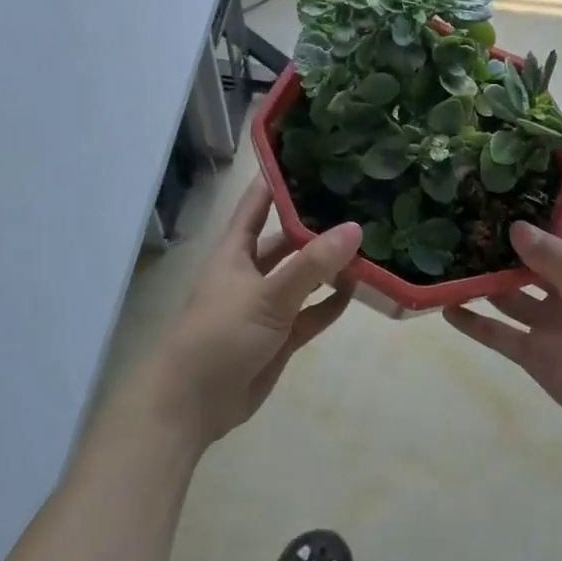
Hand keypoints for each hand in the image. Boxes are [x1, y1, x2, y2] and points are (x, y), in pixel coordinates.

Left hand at [138, 179, 361, 448]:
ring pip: (303, 277)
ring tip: (369, 244)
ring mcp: (267, 305)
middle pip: (287, 240)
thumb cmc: (219, 336)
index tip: (314, 156)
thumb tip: (354, 228)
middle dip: (317, 224)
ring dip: (330, 266)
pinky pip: (311, 313)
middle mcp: (251, 272)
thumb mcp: (267, 296)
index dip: (280, 180)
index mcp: (236, 251)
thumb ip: (311, 265)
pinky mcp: (280, 336)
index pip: (258, 204)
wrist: (192, 404)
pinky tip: (357, 291)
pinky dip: (331, 304)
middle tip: (359, 202)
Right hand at [443, 221, 561, 456]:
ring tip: (443, 262)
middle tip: (454, 223)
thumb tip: (516, 226)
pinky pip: (499, 333)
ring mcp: (547, 322)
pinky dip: (475, 323)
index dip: (530, 210)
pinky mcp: (533, 353)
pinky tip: (446, 309)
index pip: (558, 228)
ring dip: (481, 281)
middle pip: (525, 259)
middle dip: (496, 244)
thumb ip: (557, 265)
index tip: (492, 190)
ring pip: (508, 294)